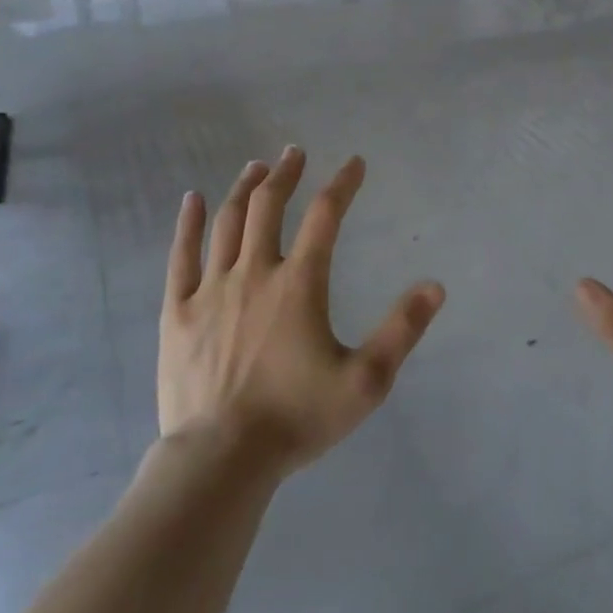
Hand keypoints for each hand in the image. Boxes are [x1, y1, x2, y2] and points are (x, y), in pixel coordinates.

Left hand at [159, 148, 444, 475]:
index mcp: (299, 284)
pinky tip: (193, 200)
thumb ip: (402, 329)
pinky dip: (188, 223)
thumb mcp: (366, 381)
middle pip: (270, 206)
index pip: (326, 216)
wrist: (220, 459)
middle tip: (294, 152)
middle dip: (285, 174)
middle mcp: (254, 273)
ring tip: (255, 167)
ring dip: (244, 189)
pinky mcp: (177, 312)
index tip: (355, 163)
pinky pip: (181, 256)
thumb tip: (435, 285)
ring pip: (228, 223)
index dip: (343, 184)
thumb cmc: (297, 419)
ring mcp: (210, 289)